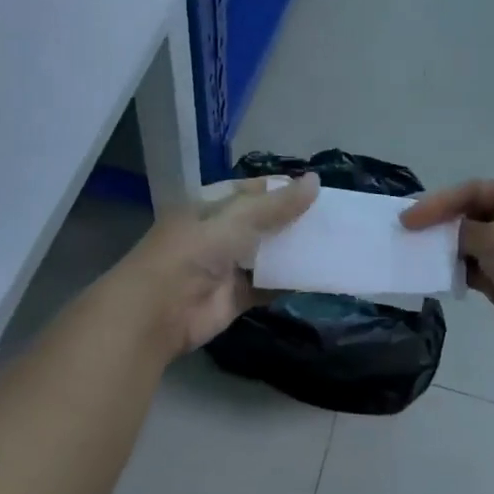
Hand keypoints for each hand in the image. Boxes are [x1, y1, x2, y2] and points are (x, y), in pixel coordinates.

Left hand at [115, 175, 318, 355]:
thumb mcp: (236, 219)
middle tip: (333, 219)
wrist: (158, 311)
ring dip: (294, 251)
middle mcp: (218, 234)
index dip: (280, 189)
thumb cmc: (192, 252)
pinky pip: (268, 285)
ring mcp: (227, 267)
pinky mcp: (235, 297)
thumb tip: (315, 181)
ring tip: (335, 243)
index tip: (316, 190)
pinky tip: (319, 276)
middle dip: (292, 221)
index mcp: (210, 206)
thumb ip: (277, 205)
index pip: (250, 191)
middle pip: (262, 223)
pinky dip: (290, 282)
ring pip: (267, 255)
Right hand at [402, 180, 493, 371]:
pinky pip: (469, 268)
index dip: (438, 203)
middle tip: (403, 231)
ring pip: (466, 242)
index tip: (407, 219)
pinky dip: (450, 269)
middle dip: (437, 223)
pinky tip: (428, 272)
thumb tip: (439, 234)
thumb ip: (463, 232)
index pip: (473, 191)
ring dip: (441, 247)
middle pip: (468, 214)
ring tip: (409, 251)